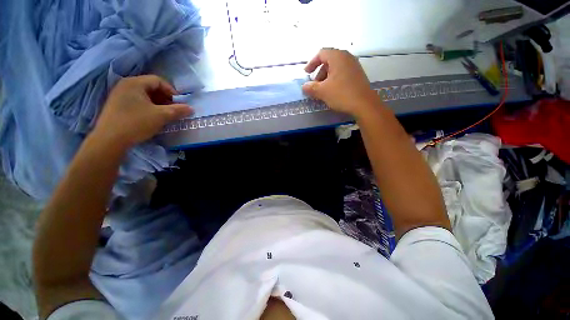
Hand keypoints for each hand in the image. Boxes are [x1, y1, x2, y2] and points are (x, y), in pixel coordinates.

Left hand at [92, 75, 192, 148]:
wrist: (109, 140)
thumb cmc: (136, 123)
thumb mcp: (161, 116)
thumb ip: (178, 110)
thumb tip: (191, 108)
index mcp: (135, 83)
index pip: (158, 81)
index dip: (172, 91)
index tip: (179, 104)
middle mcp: (125, 85)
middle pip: (151, 87)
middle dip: (165, 98)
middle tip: (173, 110)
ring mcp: (119, 95)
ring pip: (144, 95)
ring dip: (157, 103)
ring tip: (164, 115)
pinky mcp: (117, 105)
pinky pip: (137, 101)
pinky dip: (148, 107)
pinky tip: (152, 117)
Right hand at [302, 49, 380, 116]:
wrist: (364, 104)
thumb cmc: (341, 94)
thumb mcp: (323, 91)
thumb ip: (311, 87)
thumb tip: (304, 86)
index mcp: (338, 57)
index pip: (321, 53)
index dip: (311, 63)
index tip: (306, 74)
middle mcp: (347, 57)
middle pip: (328, 60)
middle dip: (319, 72)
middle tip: (315, 84)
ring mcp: (354, 65)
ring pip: (336, 67)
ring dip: (326, 77)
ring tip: (323, 89)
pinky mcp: (358, 74)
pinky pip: (342, 73)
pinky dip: (334, 79)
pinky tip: (333, 91)